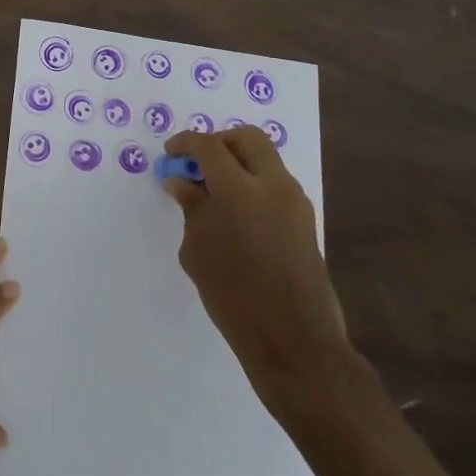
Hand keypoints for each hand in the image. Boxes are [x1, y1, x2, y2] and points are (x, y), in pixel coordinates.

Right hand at [161, 127, 350, 414]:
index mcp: (240, 189)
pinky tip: (234, 210)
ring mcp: (295, 201)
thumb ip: (191, 207)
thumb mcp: (198, 249)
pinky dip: (253, 182)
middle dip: (218, 142)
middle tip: (196, 162)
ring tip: (212, 189)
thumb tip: (182, 182)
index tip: (170, 154)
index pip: (209, 146)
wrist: (293, 338)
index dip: (185, 144)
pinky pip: (275, 182)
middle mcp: (273, 185)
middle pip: (247, 138)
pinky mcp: (305, 219)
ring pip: (266, 158)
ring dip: (238, 162)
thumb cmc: (233, 295)